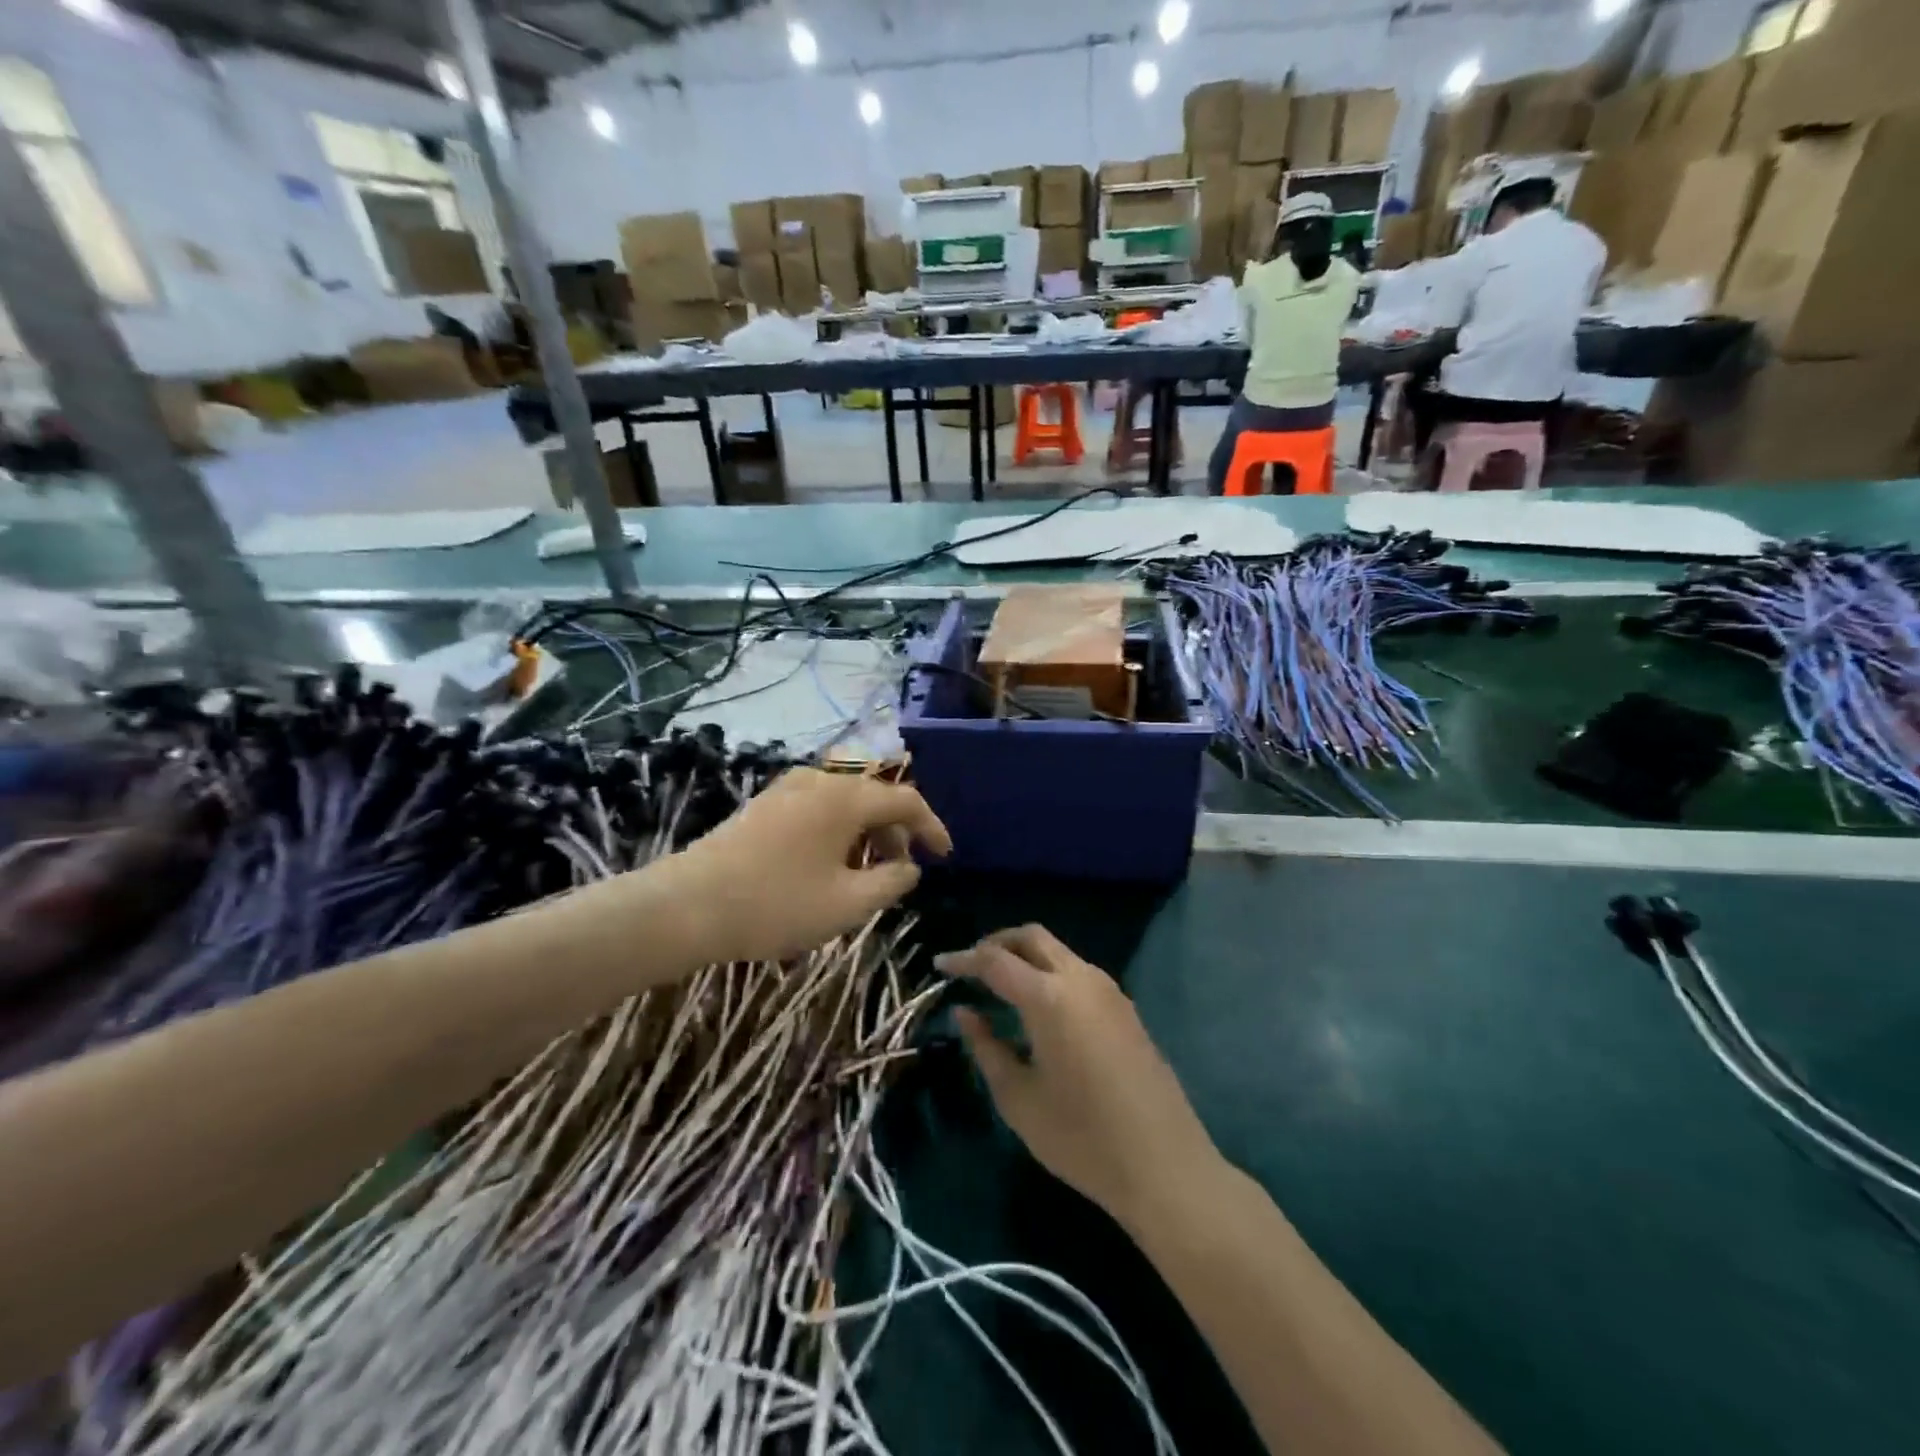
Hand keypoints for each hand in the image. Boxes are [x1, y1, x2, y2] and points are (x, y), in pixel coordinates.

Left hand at [660, 768, 949, 963]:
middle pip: (875, 795)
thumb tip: (909, 866)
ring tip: (866, 871)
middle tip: (903, 868)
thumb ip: (891, 881)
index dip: (932, 827)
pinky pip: (818, 805)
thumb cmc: (777, 904)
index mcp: (846, 797)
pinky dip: (838, 828)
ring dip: (866, 831)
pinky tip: (829, 864)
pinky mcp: (765, 803)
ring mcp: (788, 787)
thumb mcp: (848, 903)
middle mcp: (820, 779)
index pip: (906, 800)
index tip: (945, 856)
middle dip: (897, 830)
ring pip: (845, 800)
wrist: (688, 905)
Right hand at [936, 925, 1219, 1229]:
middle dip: (997, 943)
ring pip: (1058, 952)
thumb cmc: (1081, 1138)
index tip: (939, 965)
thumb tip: (965, 1013)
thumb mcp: (1018, 1099)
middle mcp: (1081, 979)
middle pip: (1032, 937)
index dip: (963, 959)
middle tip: (970, 967)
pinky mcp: (1125, 1008)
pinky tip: (1037, 1009)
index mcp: (1049, 997)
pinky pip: (1078, 973)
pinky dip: (1049, 974)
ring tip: (998, 988)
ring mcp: (1109, 990)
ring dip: (1026, 957)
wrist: (1164, 1165)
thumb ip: (986, 1047)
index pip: (995, 960)